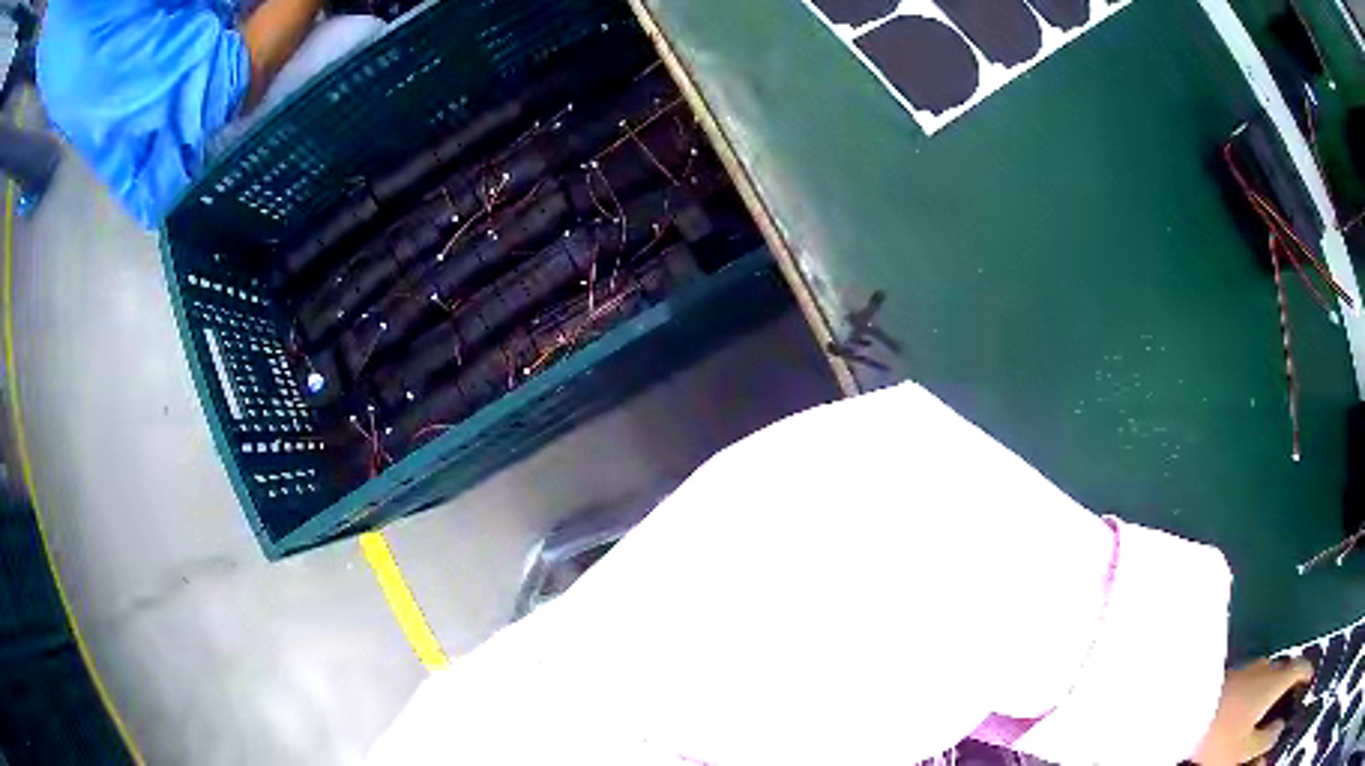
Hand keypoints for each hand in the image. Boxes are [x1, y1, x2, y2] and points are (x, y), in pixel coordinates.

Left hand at [1192, 657, 1313, 765]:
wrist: (1179, 713)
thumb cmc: (1217, 735)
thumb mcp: (1244, 749)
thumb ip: (1265, 739)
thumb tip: (1278, 729)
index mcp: (1275, 679)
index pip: (1299, 668)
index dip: (1307, 672)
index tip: (1309, 677)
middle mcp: (1264, 666)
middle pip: (1284, 667)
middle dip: (1289, 677)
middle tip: (1290, 691)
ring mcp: (1245, 667)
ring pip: (1266, 670)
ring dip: (1270, 682)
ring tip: (1268, 700)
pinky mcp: (1225, 674)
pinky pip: (1248, 677)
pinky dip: (1254, 686)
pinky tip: (1245, 700)